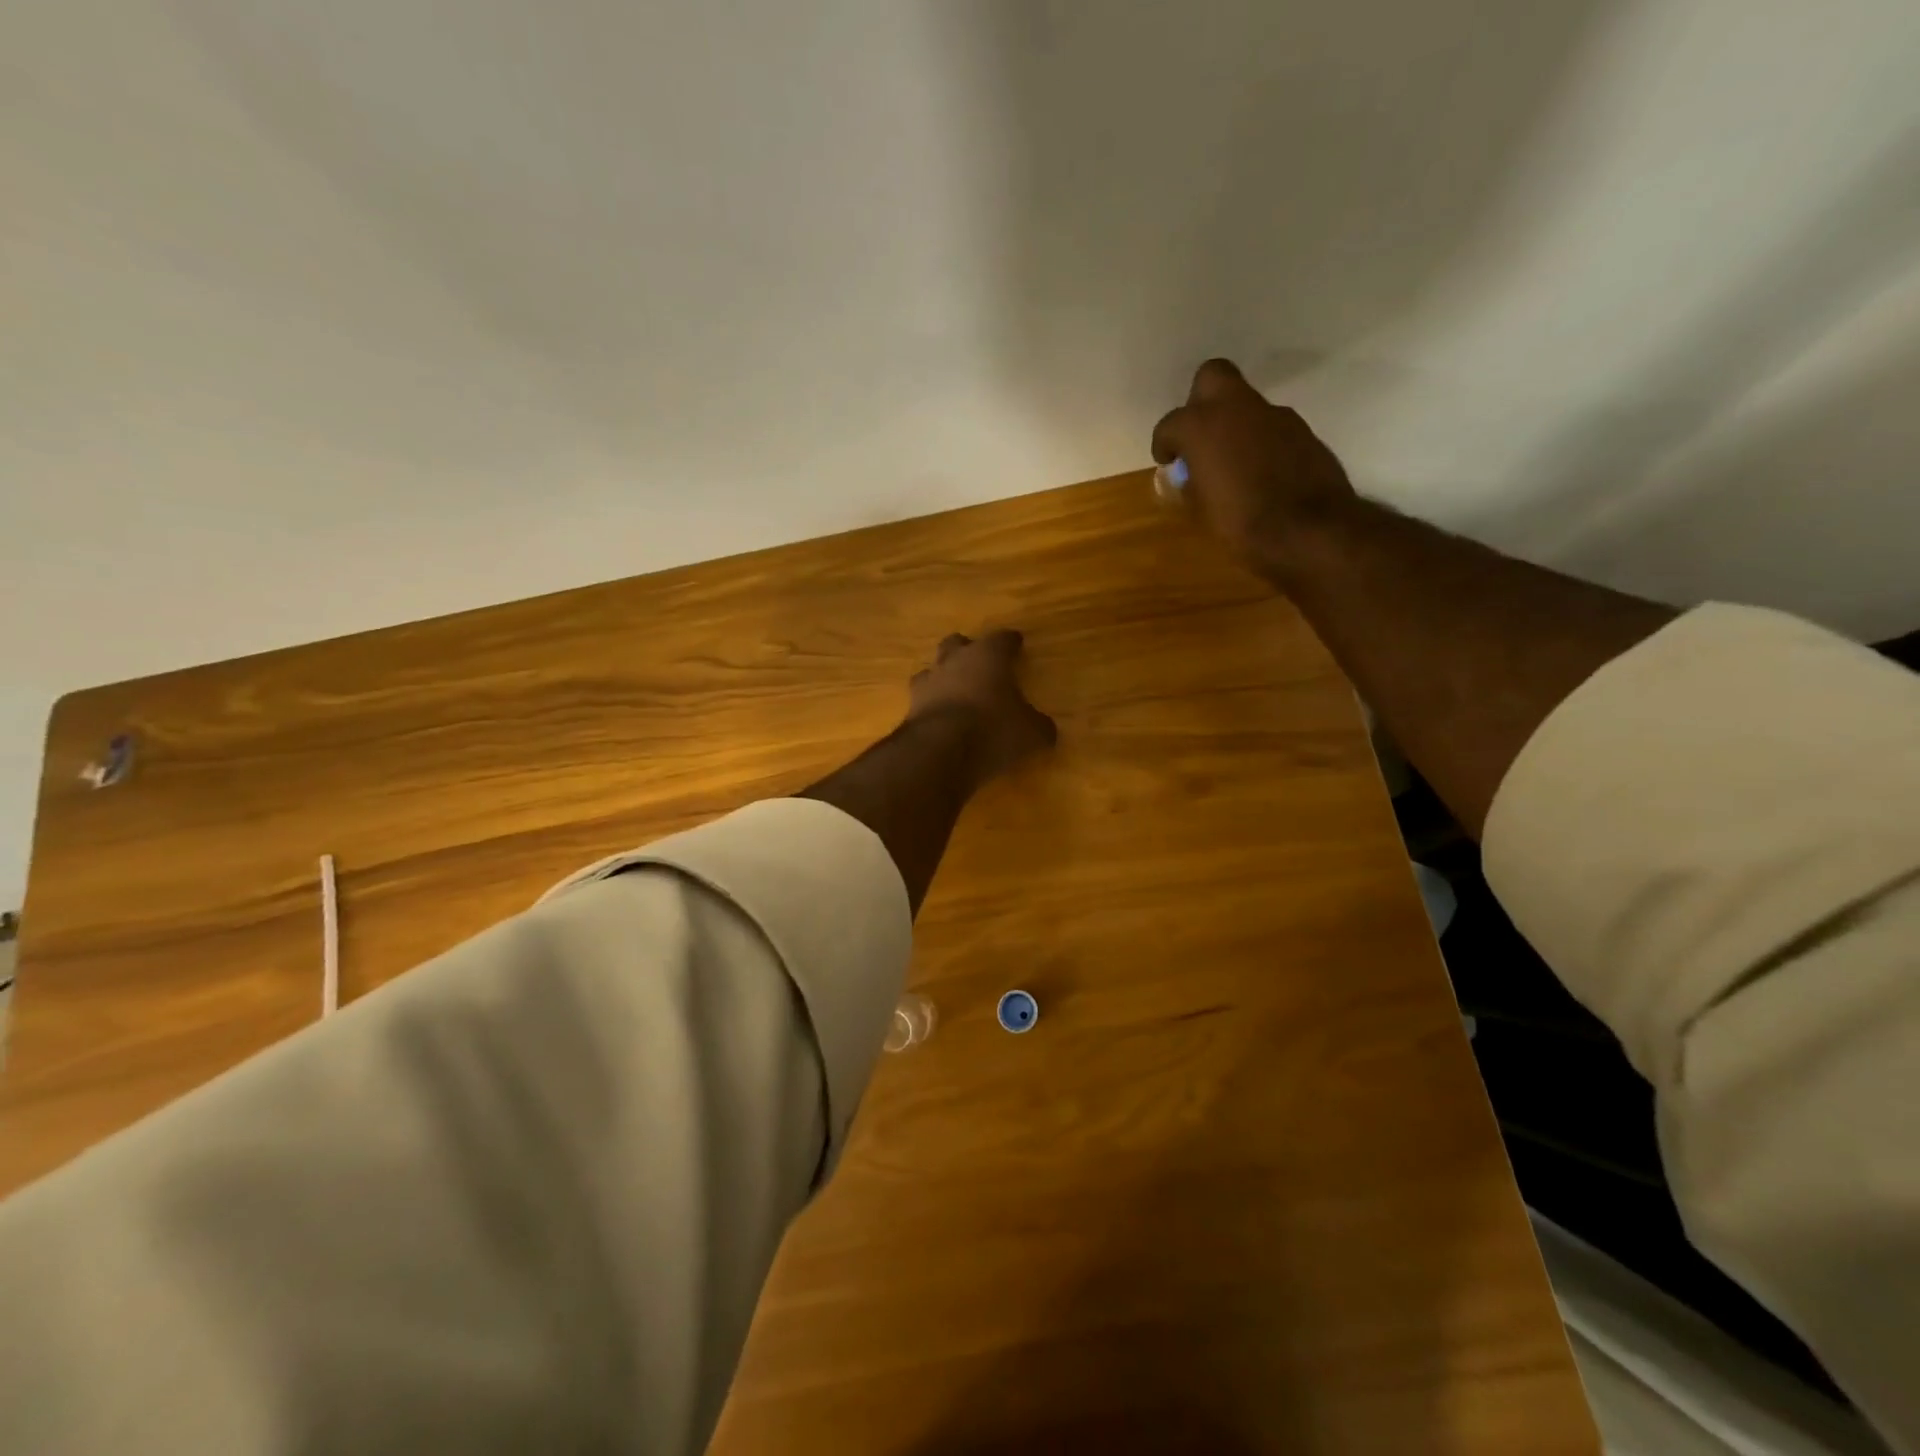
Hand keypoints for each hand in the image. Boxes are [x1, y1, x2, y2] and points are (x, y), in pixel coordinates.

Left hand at [906, 630, 1056, 784]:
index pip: (1002, 639)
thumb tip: (1046, 729)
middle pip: (958, 643)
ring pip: (934, 668)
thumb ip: (1039, 726)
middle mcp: (955, 660)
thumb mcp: (1030, 733)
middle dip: (968, 650)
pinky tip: (939, 716)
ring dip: (944, 676)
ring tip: (954, 691)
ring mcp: (928, 682)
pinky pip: (922, 698)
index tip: (1016, 644)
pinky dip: (931, 704)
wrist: (939, 751)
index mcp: (988, 656)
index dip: (1011, 642)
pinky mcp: (910, 706)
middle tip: (979, 663)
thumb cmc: (992, 730)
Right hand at [1151, 358, 1358, 573]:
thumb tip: (1188, 476)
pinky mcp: (1301, 430)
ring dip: (1234, 425)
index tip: (1168, 461)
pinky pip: (1270, 427)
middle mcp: (1237, 409)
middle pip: (1212, 377)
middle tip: (1199, 435)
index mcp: (1201, 426)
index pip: (1170, 424)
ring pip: (1245, 405)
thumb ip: (1190, 484)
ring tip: (1232, 463)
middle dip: (1200, 400)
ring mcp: (1274, 415)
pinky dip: (1260, 442)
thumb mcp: (1201, 510)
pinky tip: (1262, 472)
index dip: (1165, 443)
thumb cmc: (1241, 523)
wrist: (1309, 530)